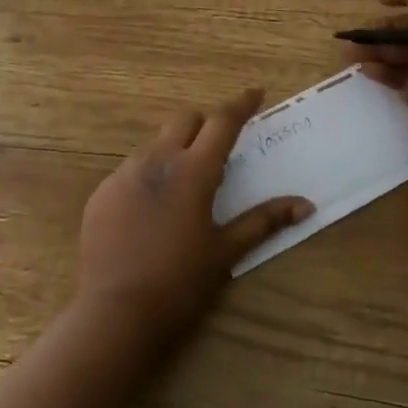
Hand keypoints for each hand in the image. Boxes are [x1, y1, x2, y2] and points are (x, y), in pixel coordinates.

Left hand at [77, 87, 313, 341]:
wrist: (115, 313)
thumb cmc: (180, 282)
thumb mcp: (226, 251)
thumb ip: (264, 221)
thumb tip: (306, 205)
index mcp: (193, 170)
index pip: (222, 121)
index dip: (241, 104)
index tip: (256, 93)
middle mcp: (157, 160)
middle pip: (186, 120)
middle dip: (205, 126)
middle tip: (217, 152)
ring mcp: (124, 173)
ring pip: (155, 143)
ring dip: (175, 151)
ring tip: (183, 187)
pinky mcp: (102, 192)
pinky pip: (130, 169)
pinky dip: (148, 176)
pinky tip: (150, 212)